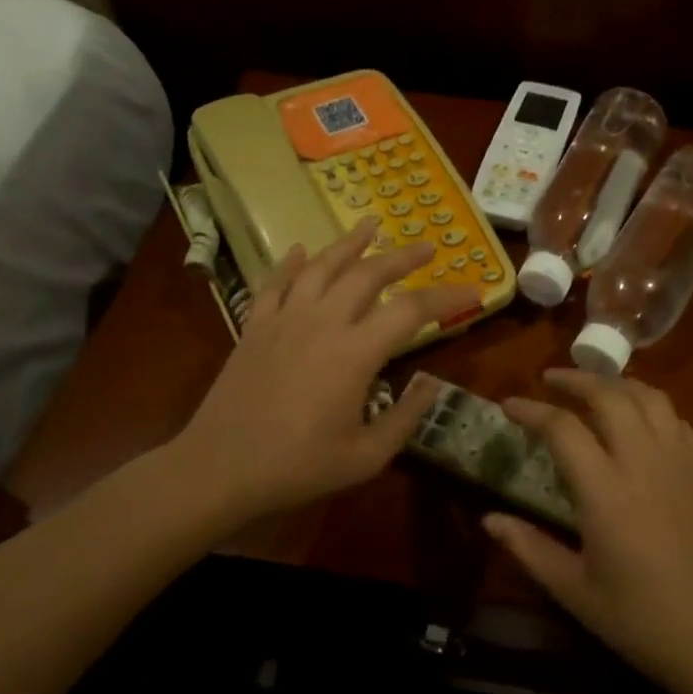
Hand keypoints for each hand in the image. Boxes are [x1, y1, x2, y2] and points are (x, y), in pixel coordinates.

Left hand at [175, 219, 477, 528]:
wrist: (218, 468)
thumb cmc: (297, 467)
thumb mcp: (365, 457)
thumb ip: (405, 419)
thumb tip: (430, 385)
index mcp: (354, 354)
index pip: (412, 311)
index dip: (447, 297)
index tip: (474, 290)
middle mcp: (322, 322)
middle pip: (369, 274)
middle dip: (403, 257)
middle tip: (428, 246)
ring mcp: (284, 319)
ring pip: (322, 266)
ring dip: (350, 243)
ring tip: (371, 225)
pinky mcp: (254, 326)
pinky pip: (276, 282)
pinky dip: (292, 262)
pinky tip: (302, 250)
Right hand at [491, 370, 692, 693]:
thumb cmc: (640, 620)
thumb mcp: (574, 591)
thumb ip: (528, 548)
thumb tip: (489, 518)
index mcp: (606, 491)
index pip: (562, 428)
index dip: (530, 410)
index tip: (508, 405)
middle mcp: (644, 462)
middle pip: (609, 395)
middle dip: (575, 379)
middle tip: (550, 379)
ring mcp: (681, 461)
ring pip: (648, 397)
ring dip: (616, 383)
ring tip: (594, 389)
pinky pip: (676, 419)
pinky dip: (650, 406)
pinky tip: (639, 420)